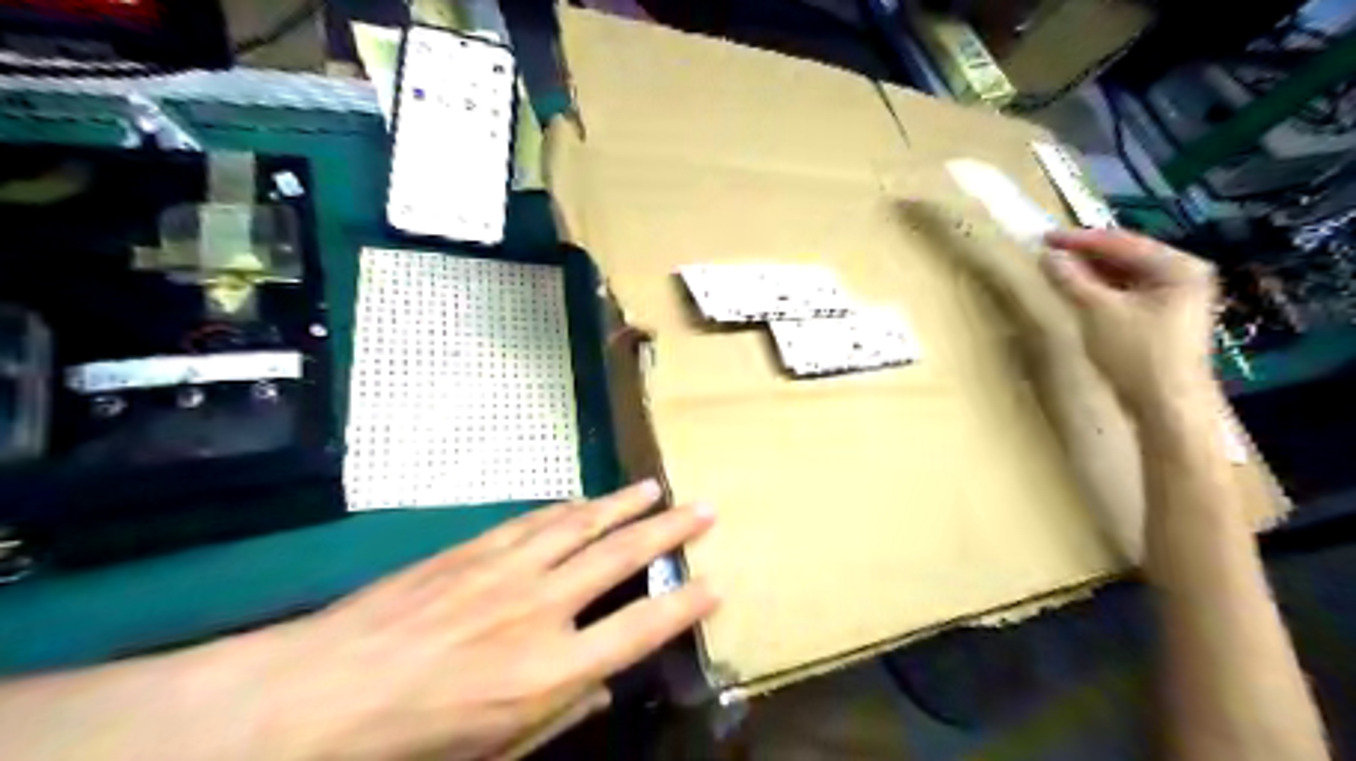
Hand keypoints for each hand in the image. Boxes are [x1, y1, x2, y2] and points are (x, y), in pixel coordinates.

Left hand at [254, 481, 719, 760]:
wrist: (324, 691)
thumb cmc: (414, 738)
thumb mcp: (498, 748)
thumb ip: (562, 712)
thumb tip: (604, 684)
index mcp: (553, 669)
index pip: (641, 627)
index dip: (684, 603)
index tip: (715, 583)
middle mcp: (543, 607)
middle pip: (621, 556)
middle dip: (669, 529)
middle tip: (703, 507)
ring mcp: (509, 569)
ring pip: (581, 523)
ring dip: (623, 504)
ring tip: (654, 487)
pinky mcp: (476, 548)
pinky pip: (535, 520)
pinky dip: (568, 508)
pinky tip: (584, 500)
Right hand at [1041, 228, 1218, 412]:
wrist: (1167, 406)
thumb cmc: (1137, 354)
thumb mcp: (1098, 312)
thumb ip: (1072, 279)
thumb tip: (1049, 255)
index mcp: (1179, 267)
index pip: (1121, 242)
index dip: (1080, 239)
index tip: (1044, 237)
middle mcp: (1185, 276)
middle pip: (1128, 256)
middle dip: (1087, 255)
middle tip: (1049, 253)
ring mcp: (1178, 299)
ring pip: (1127, 275)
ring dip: (1093, 273)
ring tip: (1059, 271)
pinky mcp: (1166, 320)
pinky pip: (1129, 293)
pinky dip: (1103, 290)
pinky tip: (1081, 293)